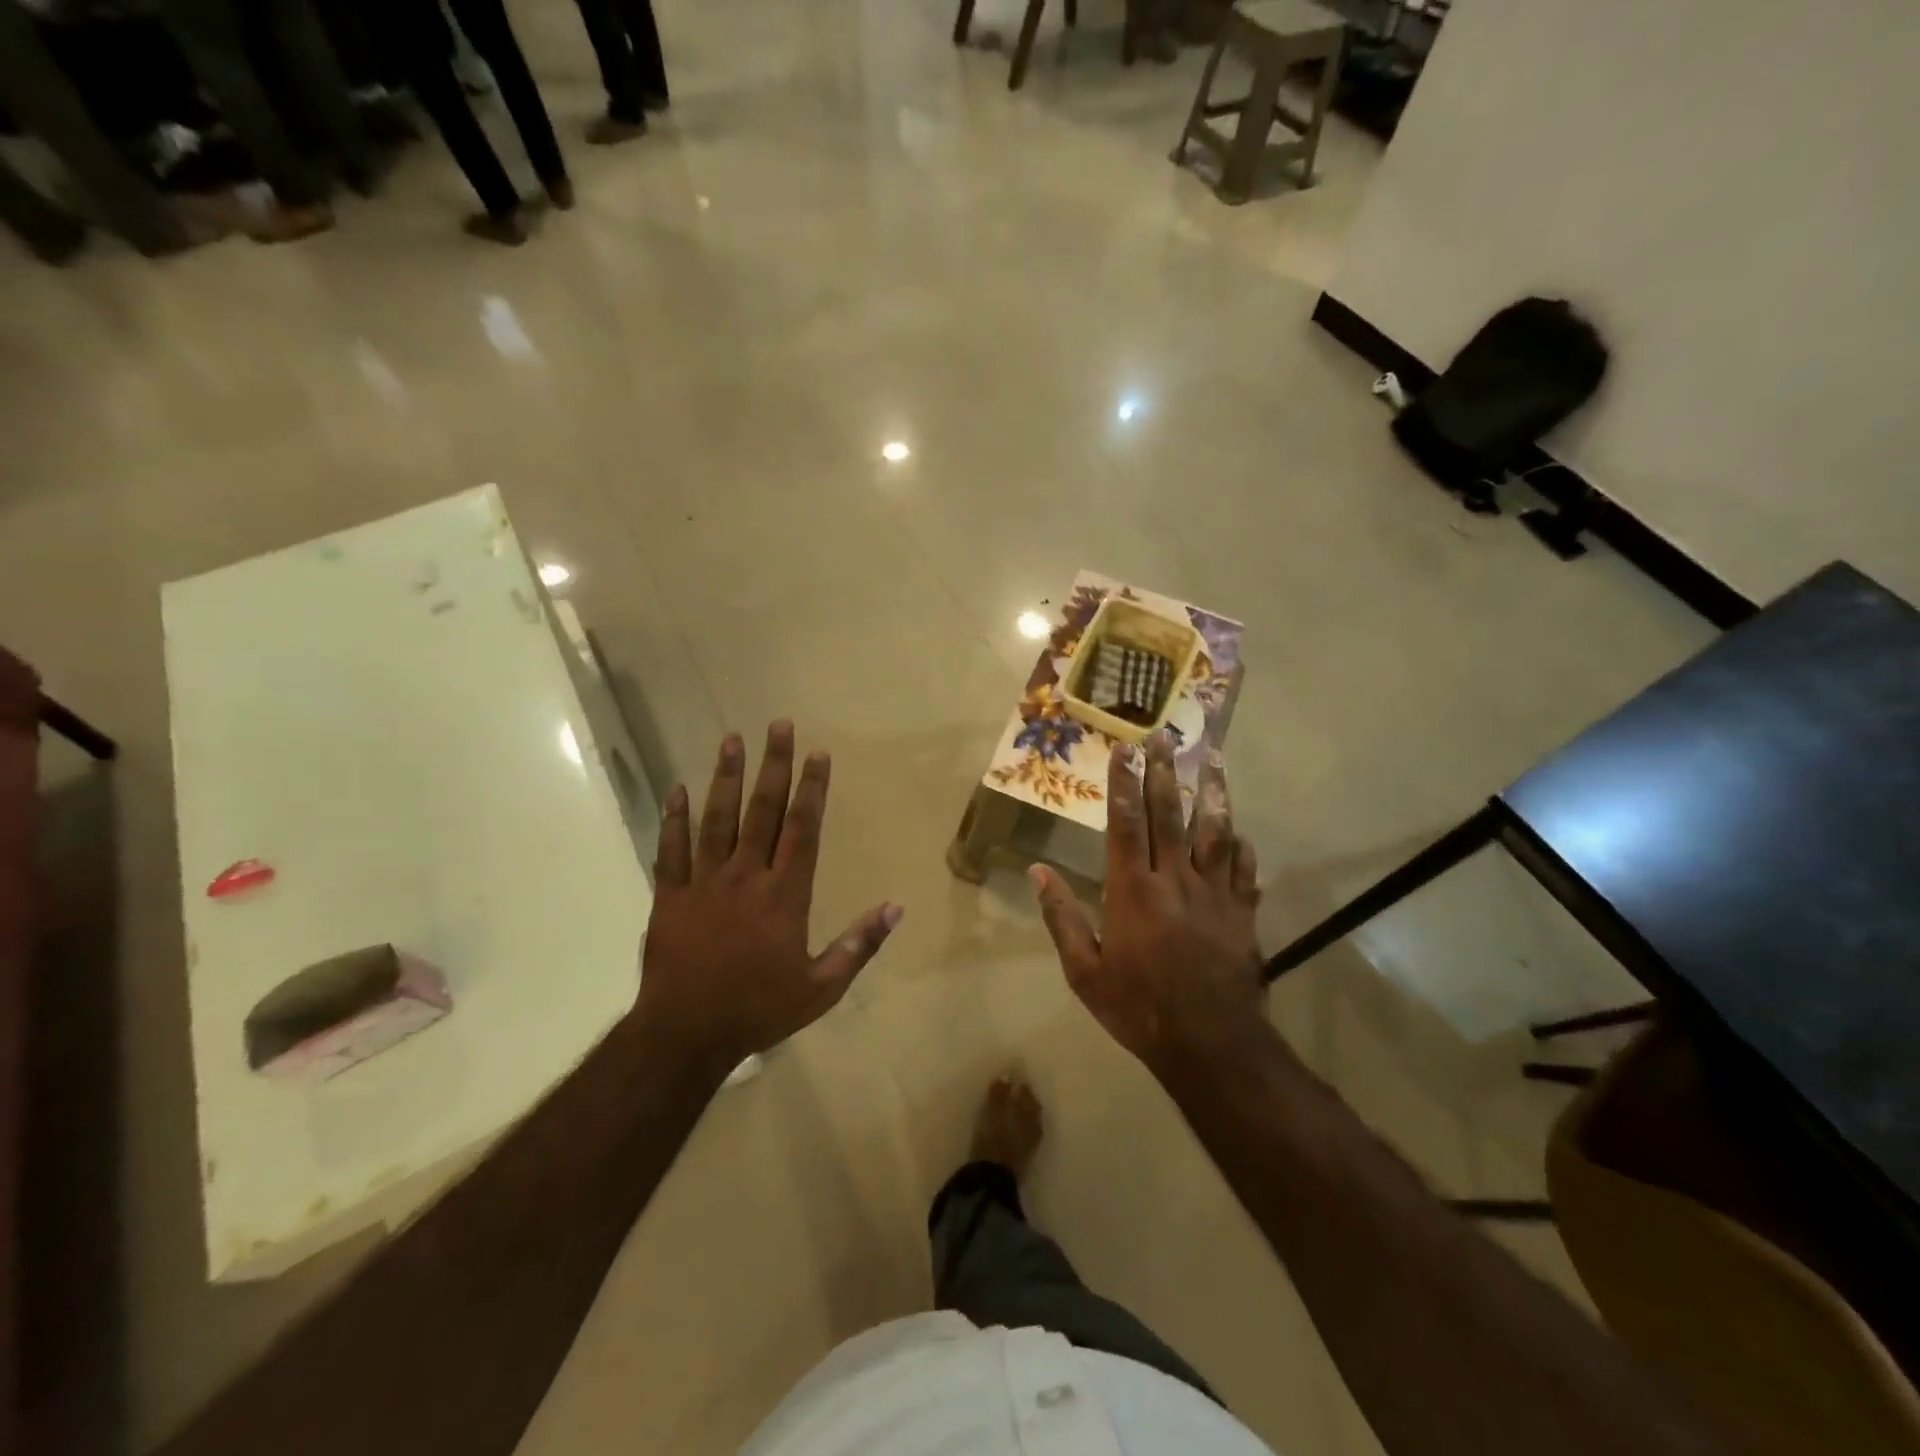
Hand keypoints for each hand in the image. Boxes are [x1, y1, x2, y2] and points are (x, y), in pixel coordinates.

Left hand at [633, 722, 902, 1070]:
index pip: (803, 828)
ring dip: (725, 778)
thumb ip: (859, 944)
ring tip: (731, 739)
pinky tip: (676, 788)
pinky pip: (672, 850)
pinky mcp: (671, 896)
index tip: (817, 753)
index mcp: (785, 894)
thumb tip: (896, 907)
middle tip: (778, 725)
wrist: (686, 1035)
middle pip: (763, 811)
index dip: (812, 788)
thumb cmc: (759, 1009)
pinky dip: (673, 818)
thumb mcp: (821, 987)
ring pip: (717, 819)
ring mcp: (705, 882)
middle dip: (773, 765)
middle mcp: (746, 876)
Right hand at [1032, 737, 1263, 1073]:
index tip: (1126, 748)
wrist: (1209, 1043)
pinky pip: (1244, 870)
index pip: (1126, 822)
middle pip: (1170, 814)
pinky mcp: (1241, 912)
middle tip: (1165, 735)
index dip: (1125, 782)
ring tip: (1213, 759)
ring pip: (1214, 831)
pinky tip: (1240, 831)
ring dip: (1212, 793)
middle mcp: (1174, 879)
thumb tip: (1038, 872)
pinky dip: (1241, 846)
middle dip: (1165, 771)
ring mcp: (1214, 893)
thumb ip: (1062, 917)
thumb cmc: (1138, 1007)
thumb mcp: (1084, 971)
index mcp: (1132, 889)